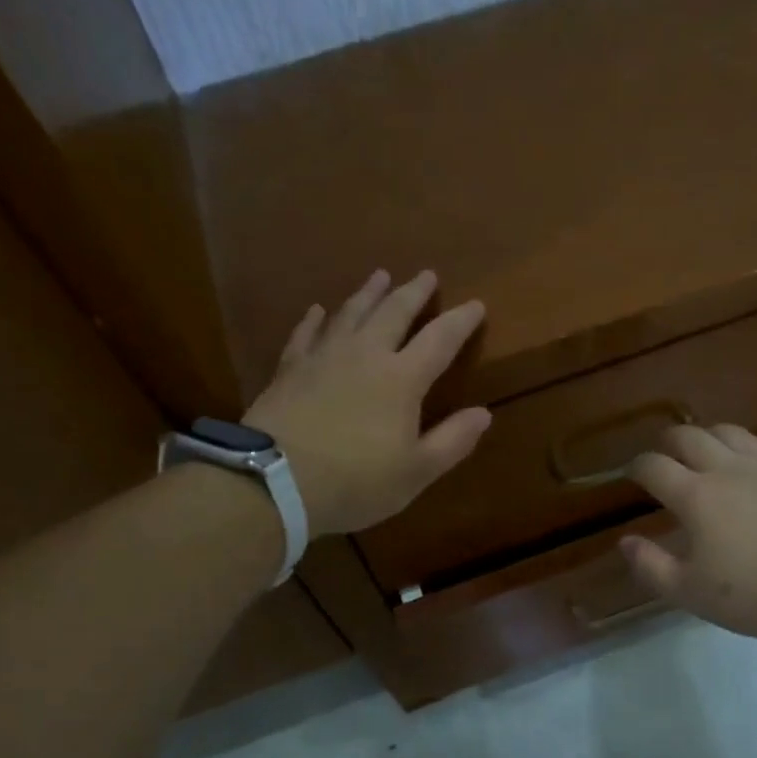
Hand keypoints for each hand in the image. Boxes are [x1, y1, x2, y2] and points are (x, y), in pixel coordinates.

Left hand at [244, 269, 490, 537]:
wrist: (273, 482)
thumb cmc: (354, 482)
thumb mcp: (415, 472)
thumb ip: (452, 441)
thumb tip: (483, 413)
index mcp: (402, 379)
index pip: (440, 339)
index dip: (460, 321)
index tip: (475, 304)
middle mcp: (365, 355)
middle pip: (394, 312)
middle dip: (414, 292)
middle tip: (427, 274)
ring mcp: (323, 357)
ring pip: (351, 313)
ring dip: (369, 293)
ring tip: (380, 276)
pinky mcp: (290, 368)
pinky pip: (306, 333)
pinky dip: (316, 319)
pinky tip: (319, 310)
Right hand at [621, 424, 756, 639]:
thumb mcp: (692, 594)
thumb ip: (651, 567)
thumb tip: (625, 541)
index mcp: (696, 496)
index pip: (654, 466)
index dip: (637, 467)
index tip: (632, 476)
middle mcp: (728, 469)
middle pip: (689, 436)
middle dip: (669, 442)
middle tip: (665, 457)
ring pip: (731, 432)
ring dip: (711, 437)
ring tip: (708, 452)